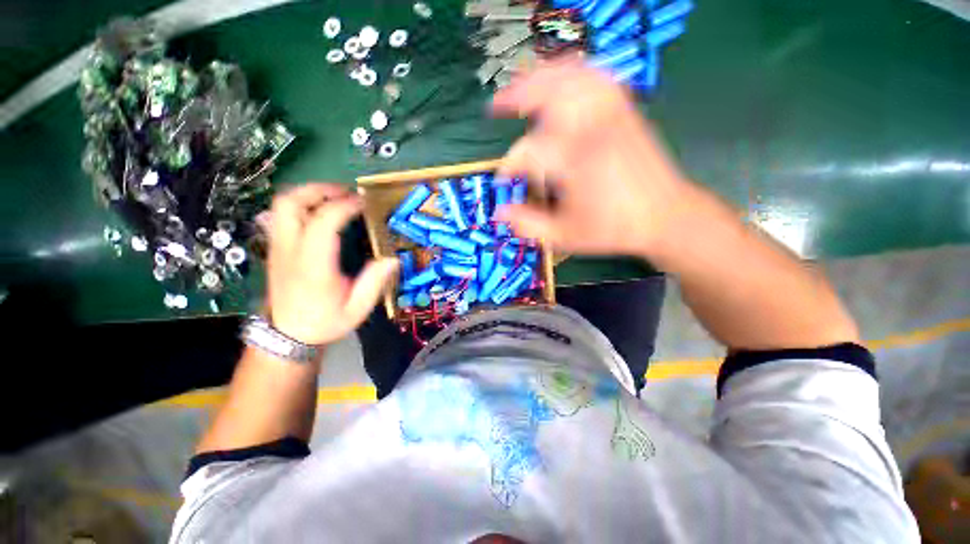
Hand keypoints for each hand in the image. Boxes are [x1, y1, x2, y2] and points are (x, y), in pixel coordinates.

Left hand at [266, 184, 398, 345]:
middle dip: (320, 190)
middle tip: (346, 193)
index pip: (322, 222)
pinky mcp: (275, 248)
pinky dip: (303, 204)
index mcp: (313, 266)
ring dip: (309, 194)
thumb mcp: (358, 308)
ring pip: (282, 204)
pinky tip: (322, 213)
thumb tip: (393, 258)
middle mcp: (290, 250)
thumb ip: (375, 282)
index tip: (364, 203)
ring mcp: (278, 247)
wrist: (287, 335)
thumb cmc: (325, 321)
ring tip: (335, 198)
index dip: (344, 206)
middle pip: (291, 202)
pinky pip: (282, 214)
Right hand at [492, 60, 692, 257]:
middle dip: (516, 96)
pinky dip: (574, 73)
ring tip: (522, 85)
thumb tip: (499, 212)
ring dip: (541, 77)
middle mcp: (591, 129)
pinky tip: (562, 80)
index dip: (508, 165)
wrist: (665, 216)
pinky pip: (597, 78)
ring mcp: (611, 115)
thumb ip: (529, 225)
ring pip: (571, 77)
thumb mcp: (565, 236)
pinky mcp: (625, 112)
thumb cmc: (612, 228)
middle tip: (496, 106)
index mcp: (573, 162)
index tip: (503, 181)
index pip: (527, 152)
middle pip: (547, 92)